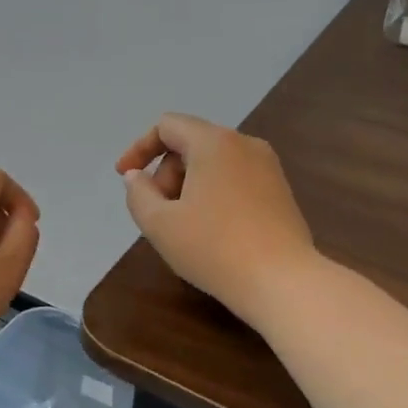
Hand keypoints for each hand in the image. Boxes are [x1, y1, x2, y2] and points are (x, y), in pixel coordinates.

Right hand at [117, 113, 315, 326]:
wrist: (282, 281)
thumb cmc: (214, 248)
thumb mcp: (159, 224)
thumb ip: (138, 194)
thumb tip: (137, 177)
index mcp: (214, 143)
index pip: (168, 126)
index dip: (139, 148)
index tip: (125, 177)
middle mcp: (245, 144)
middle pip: (191, 143)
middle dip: (165, 173)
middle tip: (158, 212)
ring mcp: (268, 168)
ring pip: (214, 163)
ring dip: (188, 186)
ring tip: (182, 226)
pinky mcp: (281, 192)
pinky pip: (236, 179)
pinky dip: (213, 194)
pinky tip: (211, 232)